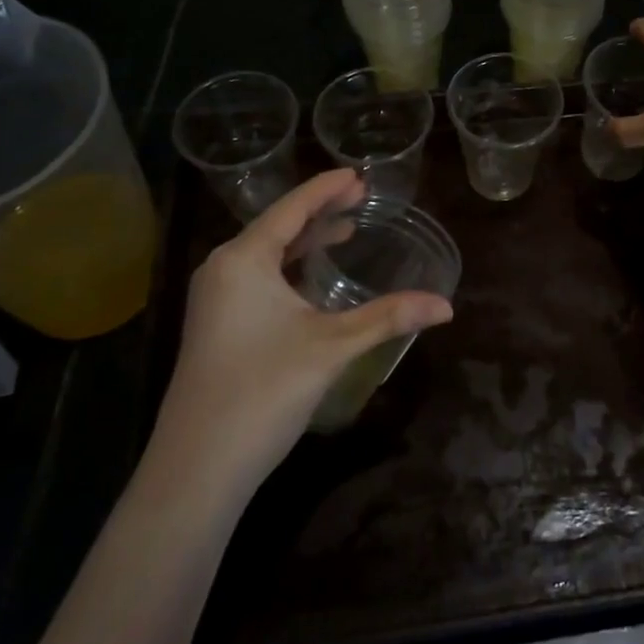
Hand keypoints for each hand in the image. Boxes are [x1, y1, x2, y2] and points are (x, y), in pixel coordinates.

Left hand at [155, 170, 452, 493]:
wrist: (196, 469)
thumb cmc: (263, 391)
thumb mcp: (331, 347)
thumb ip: (388, 317)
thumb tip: (447, 305)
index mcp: (243, 259)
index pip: (291, 208)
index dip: (326, 189)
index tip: (359, 174)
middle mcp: (223, 269)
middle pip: (278, 225)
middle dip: (320, 210)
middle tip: (361, 196)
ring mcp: (215, 299)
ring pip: (267, 253)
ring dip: (305, 240)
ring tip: (345, 228)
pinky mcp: (216, 325)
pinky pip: (258, 277)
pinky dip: (290, 267)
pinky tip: (312, 278)